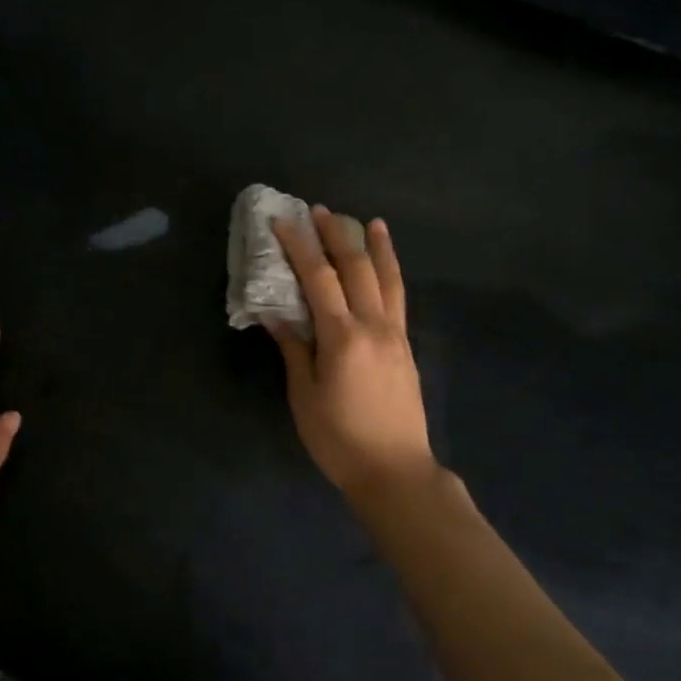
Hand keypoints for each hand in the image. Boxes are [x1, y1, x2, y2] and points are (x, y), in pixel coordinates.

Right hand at [269, 206, 437, 500]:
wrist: (395, 470)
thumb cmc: (339, 439)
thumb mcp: (304, 396)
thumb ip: (294, 349)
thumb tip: (275, 313)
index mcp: (343, 338)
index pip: (318, 279)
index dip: (300, 247)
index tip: (283, 221)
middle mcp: (374, 326)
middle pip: (357, 268)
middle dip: (337, 235)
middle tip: (320, 210)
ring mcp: (395, 334)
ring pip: (388, 278)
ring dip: (376, 246)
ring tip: (370, 221)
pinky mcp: (406, 347)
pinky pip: (399, 298)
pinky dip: (392, 273)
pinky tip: (387, 266)